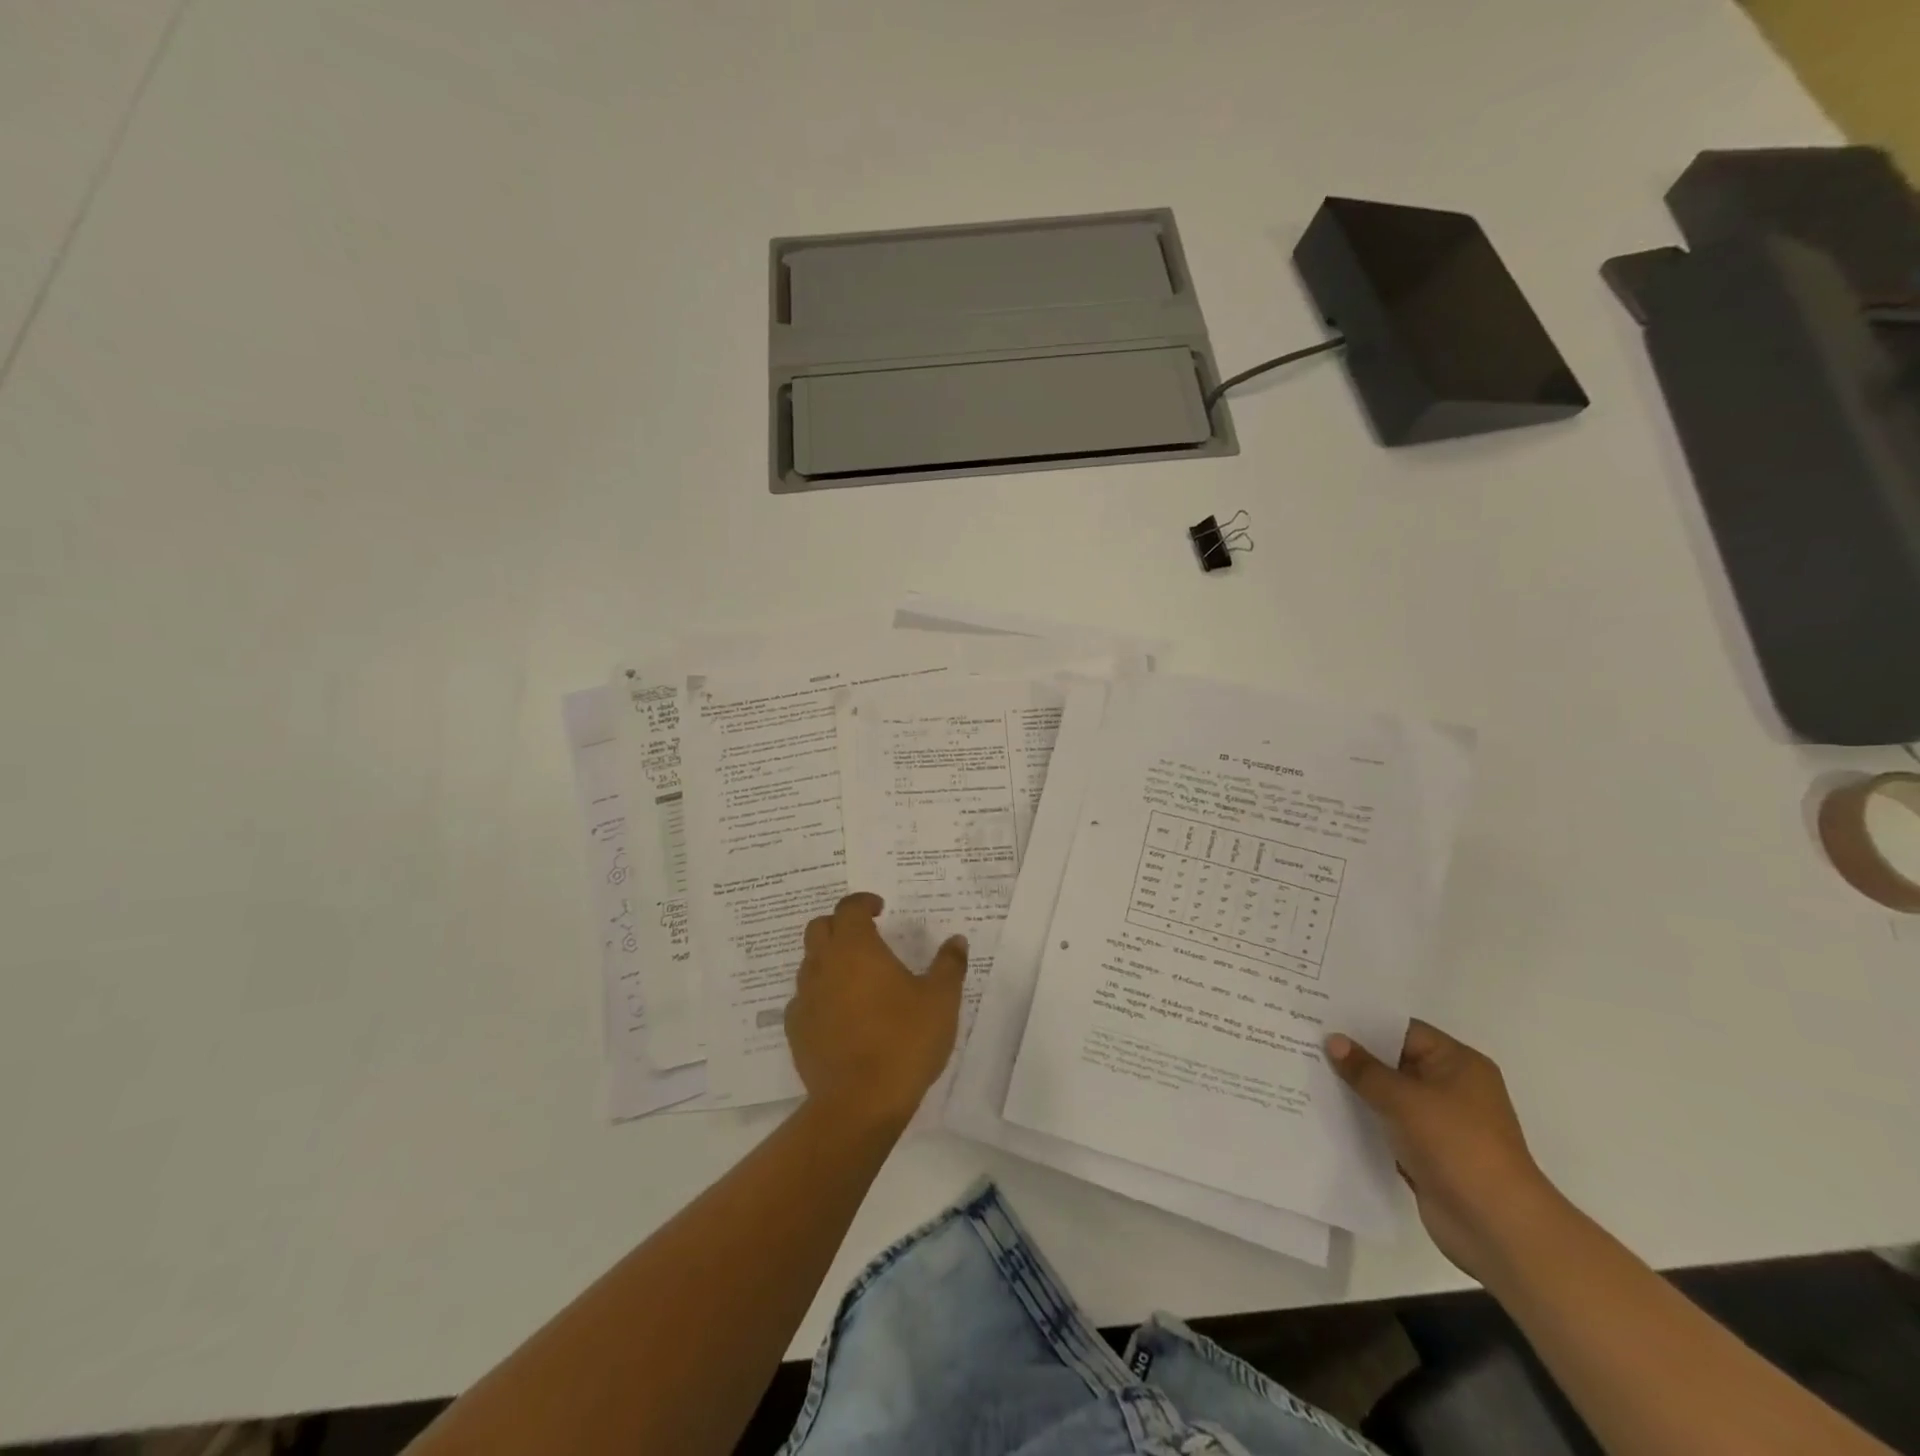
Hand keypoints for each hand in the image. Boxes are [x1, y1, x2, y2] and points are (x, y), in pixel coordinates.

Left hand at [784, 892, 967, 1130]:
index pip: (849, 908)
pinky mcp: (796, 1031)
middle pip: (820, 928)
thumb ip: (949, 965)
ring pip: (810, 963)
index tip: (880, 909)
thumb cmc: (904, 1041)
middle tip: (865, 937)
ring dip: (829, 960)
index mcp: (856, 948)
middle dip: (840, 925)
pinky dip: (821, 996)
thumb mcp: (941, 1000)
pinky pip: (804, 1000)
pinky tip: (841, 1014)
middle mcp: (823, 965)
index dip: (864, 902)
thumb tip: (956, 940)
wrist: (859, 1103)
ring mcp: (805, 998)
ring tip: (856, 977)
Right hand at [1327, 1020, 1558, 1278]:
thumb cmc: (1457, 1146)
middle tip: (1304, 1038)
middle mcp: (1451, 1087)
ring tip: (1305, 1070)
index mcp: (1457, 1063)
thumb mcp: (1405, 1099)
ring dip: (1355, 1089)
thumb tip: (1333, 1040)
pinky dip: (1363, 1119)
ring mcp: (1439, 1122)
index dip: (1362, 1023)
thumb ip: (1365, 1069)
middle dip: (1353, 1055)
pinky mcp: (1427, 1152)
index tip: (1320, 1015)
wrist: (1497, 1228)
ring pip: (1387, 1095)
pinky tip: (1324, 1110)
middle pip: (1393, 1061)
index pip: (1402, 1030)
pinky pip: (1387, 1124)